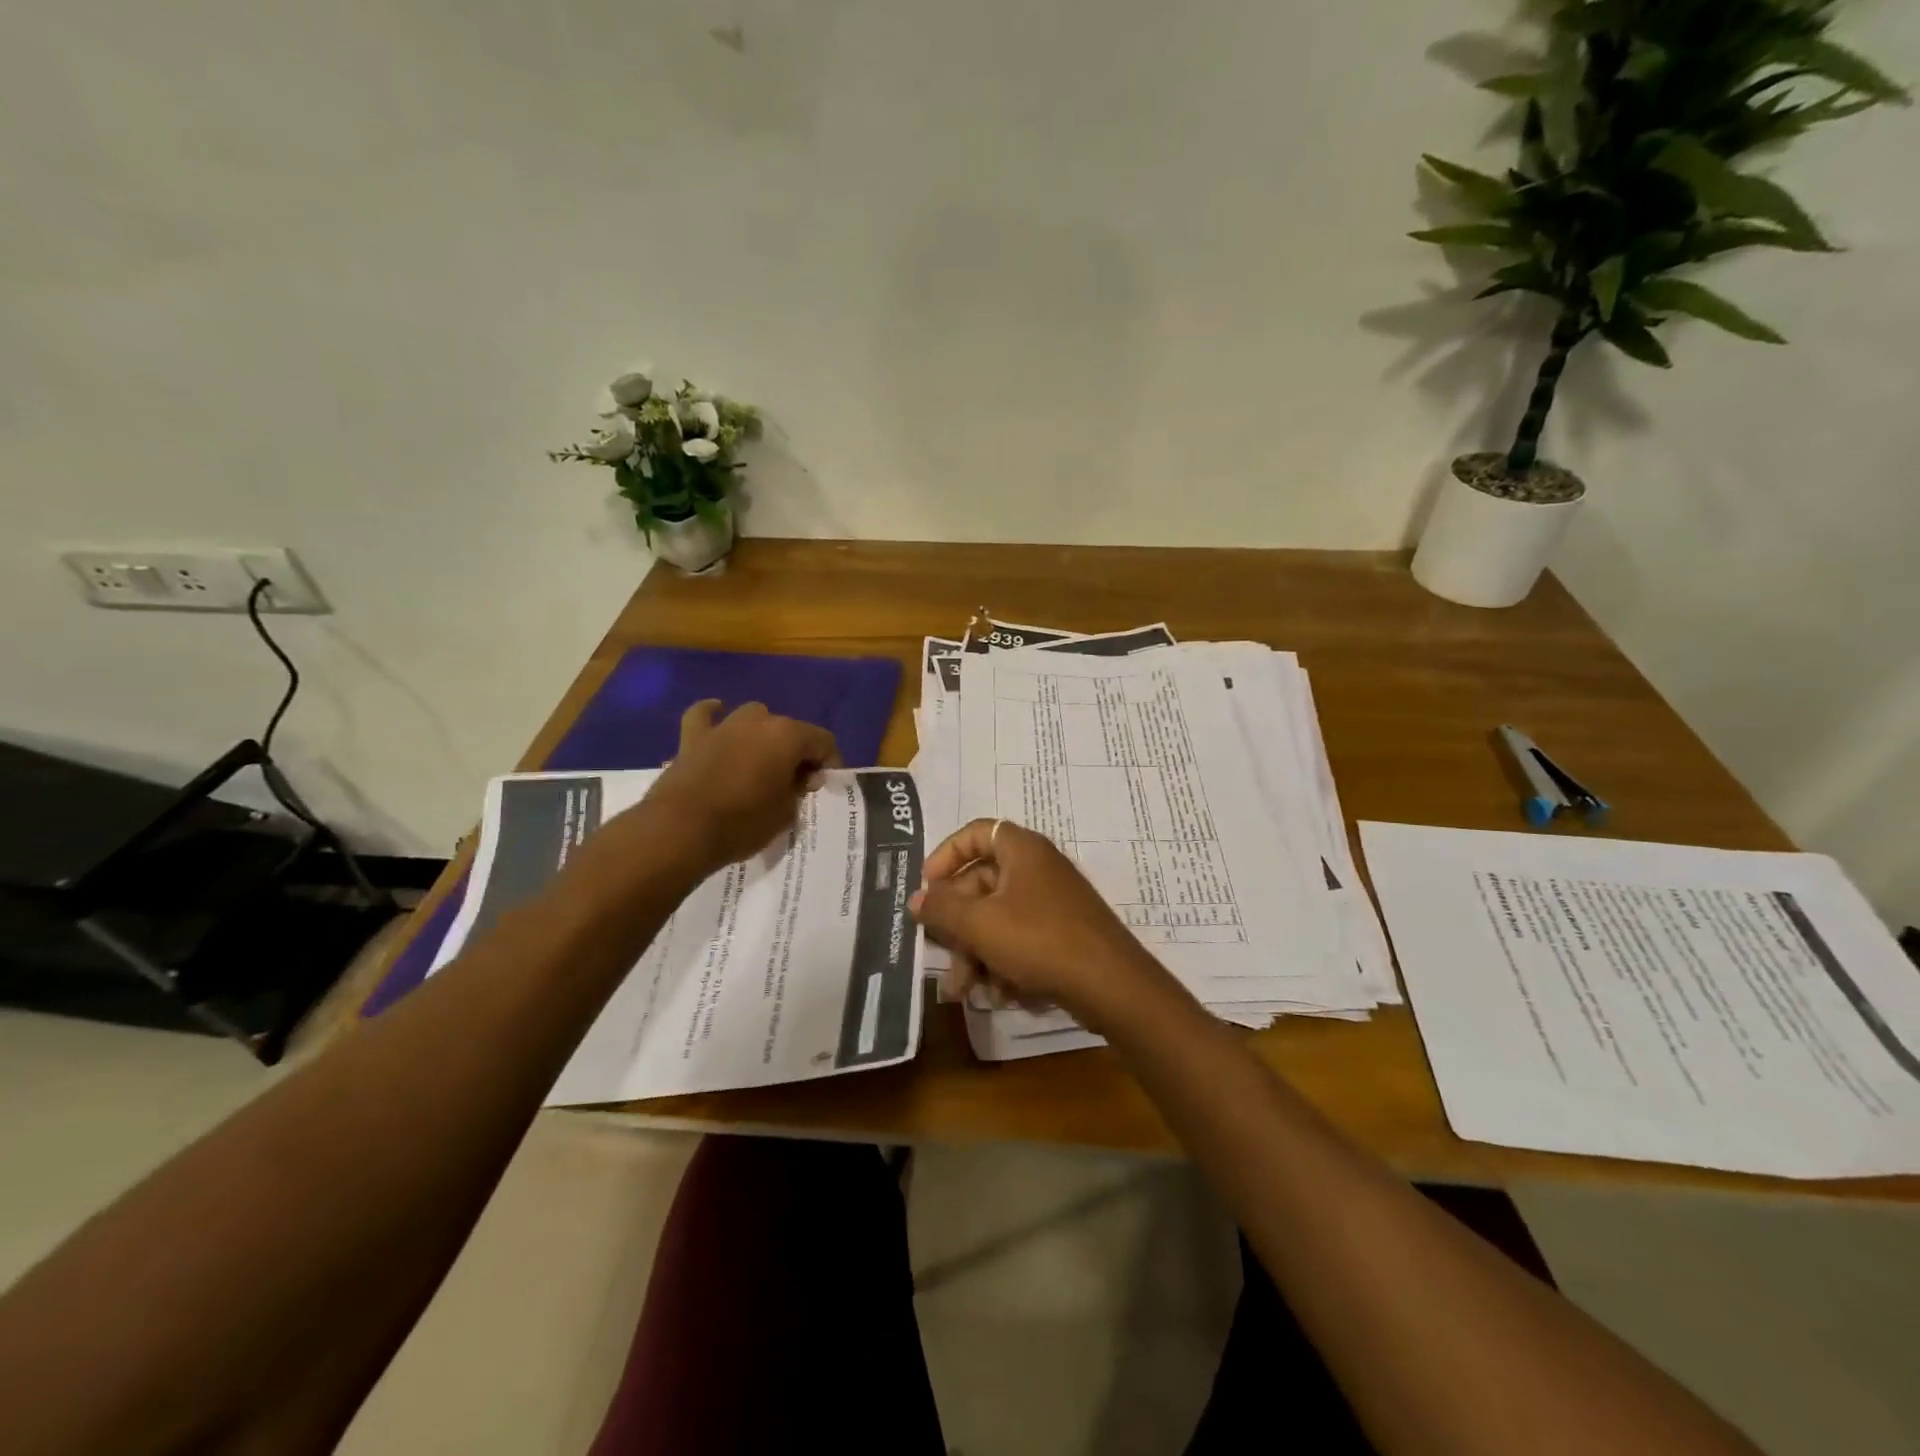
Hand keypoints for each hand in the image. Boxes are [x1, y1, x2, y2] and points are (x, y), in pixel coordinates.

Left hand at [635, 700, 839, 878]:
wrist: (680, 831)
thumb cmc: (742, 823)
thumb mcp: (786, 814)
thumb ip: (798, 790)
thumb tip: (800, 778)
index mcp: (788, 736)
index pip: (823, 741)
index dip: (829, 763)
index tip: (822, 786)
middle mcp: (758, 721)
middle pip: (789, 729)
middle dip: (796, 752)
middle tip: (793, 783)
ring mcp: (723, 725)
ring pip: (753, 717)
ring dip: (761, 735)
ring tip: (761, 761)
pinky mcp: (693, 737)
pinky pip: (704, 715)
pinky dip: (712, 714)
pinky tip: (717, 714)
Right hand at [908, 818, 1170, 1031]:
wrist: (1111, 985)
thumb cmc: (1039, 940)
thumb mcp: (979, 924)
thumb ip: (941, 909)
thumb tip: (914, 898)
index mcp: (1021, 850)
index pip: (975, 833)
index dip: (946, 855)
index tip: (927, 887)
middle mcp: (1038, 868)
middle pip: (982, 884)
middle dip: (957, 926)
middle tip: (940, 956)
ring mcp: (1053, 902)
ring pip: (998, 919)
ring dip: (976, 953)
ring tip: (966, 991)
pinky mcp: (1063, 933)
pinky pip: (1021, 939)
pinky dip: (1004, 962)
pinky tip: (1001, 995)